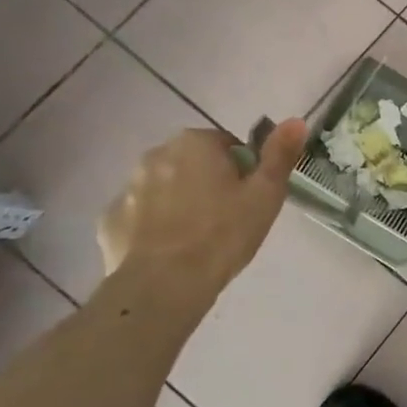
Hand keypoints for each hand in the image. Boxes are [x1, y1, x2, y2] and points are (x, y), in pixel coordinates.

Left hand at [98, 120, 308, 293]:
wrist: (165, 285)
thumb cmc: (223, 234)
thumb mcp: (266, 194)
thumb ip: (280, 154)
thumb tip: (296, 120)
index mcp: (194, 142)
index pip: (227, 146)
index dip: (242, 172)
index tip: (247, 200)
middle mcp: (155, 155)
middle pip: (193, 164)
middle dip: (208, 184)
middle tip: (227, 219)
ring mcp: (127, 188)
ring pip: (164, 188)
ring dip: (179, 203)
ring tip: (198, 239)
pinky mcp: (110, 221)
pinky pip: (140, 216)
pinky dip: (153, 227)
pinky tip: (169, 252)